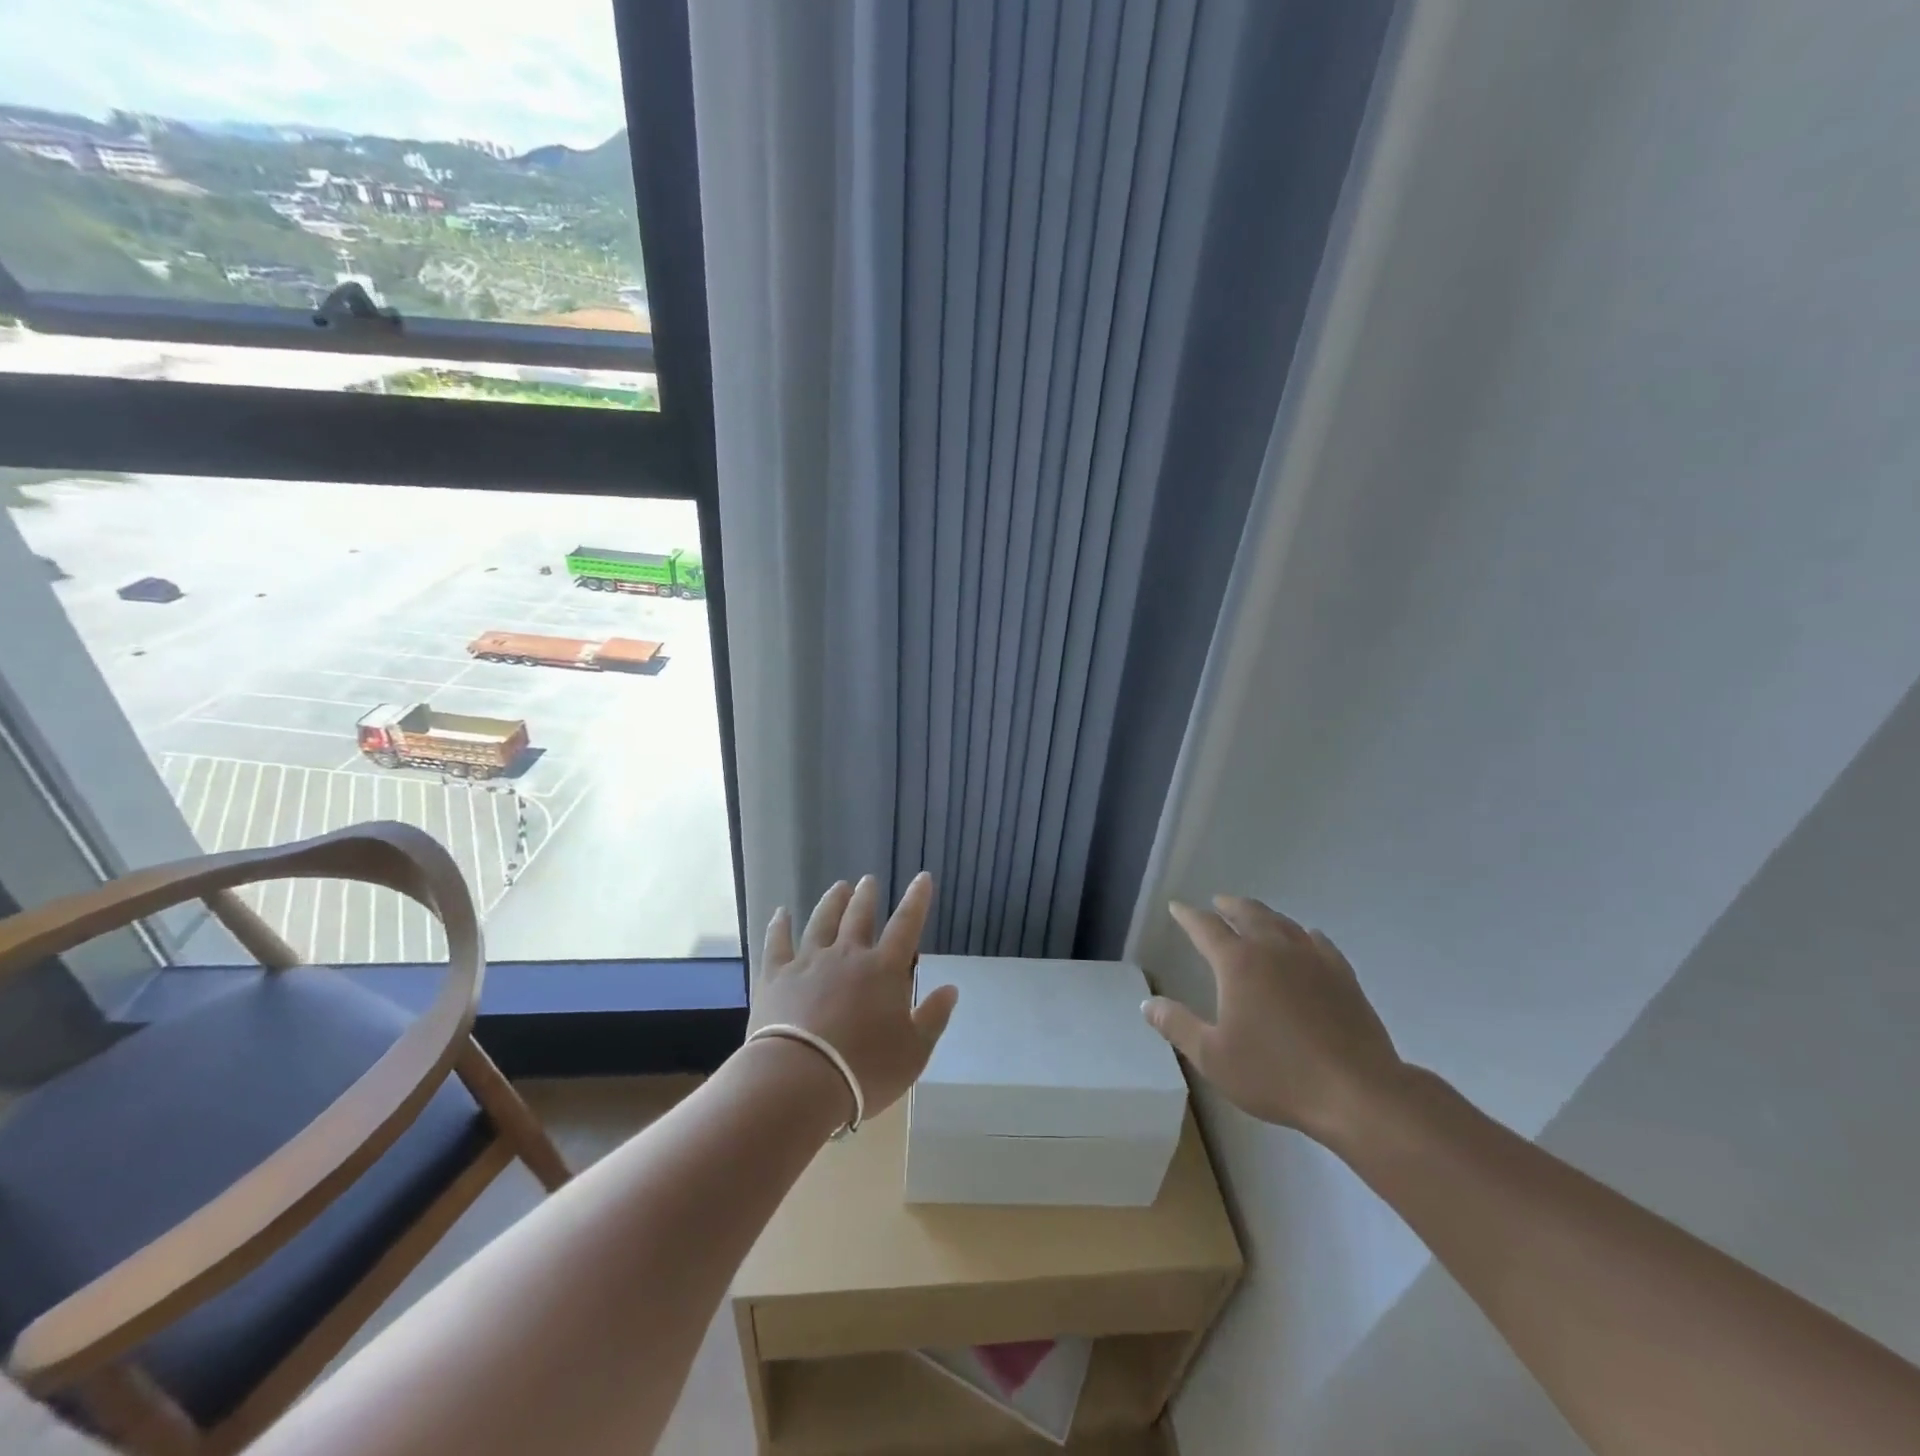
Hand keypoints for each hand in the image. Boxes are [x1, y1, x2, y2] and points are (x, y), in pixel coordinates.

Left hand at [748, 872, 958, 1119]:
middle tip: (868, 880)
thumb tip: (951, 988)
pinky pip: (777, 942)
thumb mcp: (914, 1052)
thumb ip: (933, 1017)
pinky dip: (779, 925)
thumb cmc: (865, 1070)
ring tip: (838, 887)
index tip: (922, 877)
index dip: (916, 900)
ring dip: (831, 902)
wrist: (799, 1080)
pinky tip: (780, 913)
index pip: (906, 924)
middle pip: (859, 916)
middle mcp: (847, 955)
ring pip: (821, 921)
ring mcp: (808, 962)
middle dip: (867, 896)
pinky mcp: (775, 976)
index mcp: (884, 969)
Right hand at [1143, 896, 1405, 1146]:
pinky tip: (1305, 939)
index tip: (1177, 907)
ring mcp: (1312, 959)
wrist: (1357, 1092)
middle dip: (1228, 905)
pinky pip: (1317, 942)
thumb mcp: (1213, 1057)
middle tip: (1218, 902)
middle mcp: (1273, 949)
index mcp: (1238, 963)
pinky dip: (1302, 934)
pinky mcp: (1342, 976)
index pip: (1205, 927)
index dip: (1188, 916)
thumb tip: (1147, 1003)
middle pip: (1248, 913)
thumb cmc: (1276, 1074)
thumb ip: (1177, 1025)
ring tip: (1255, 916)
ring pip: (1282, 922)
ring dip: (1263, 914)